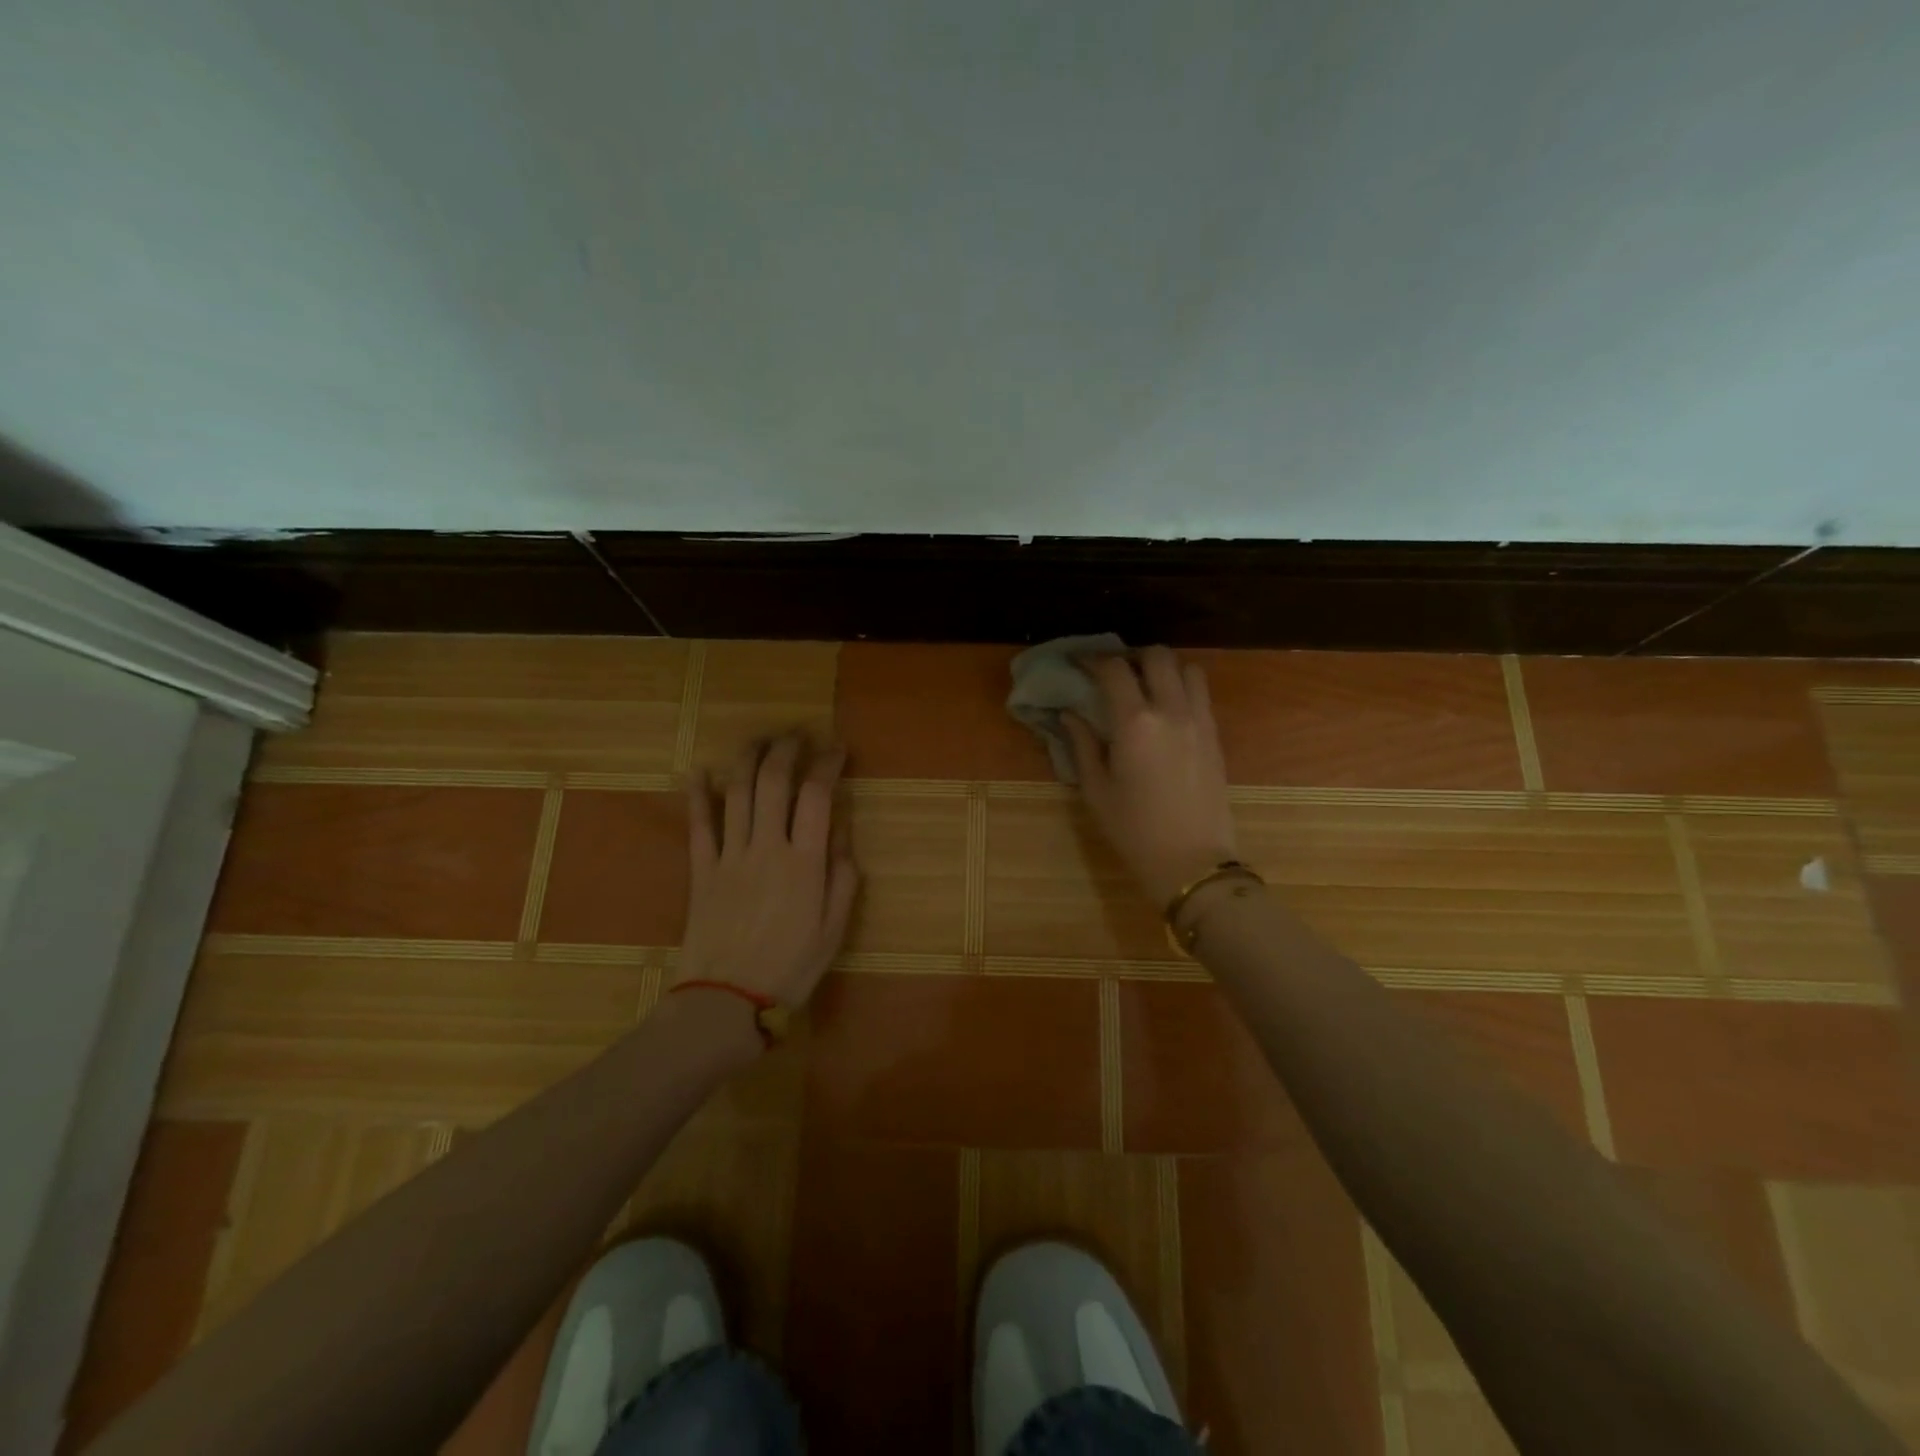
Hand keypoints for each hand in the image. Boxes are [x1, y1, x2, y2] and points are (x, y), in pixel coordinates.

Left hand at [678, 734, 859, 1006]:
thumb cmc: (790, 968)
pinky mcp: (701, 870)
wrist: (726, 1000)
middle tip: (798, 733)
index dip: (828, 764)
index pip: (817, 795)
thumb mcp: (834, 928)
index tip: (837, 748)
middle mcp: (766, 847)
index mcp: (804, 862)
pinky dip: (698, 795)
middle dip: (786, 749)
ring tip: (761, 739)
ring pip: (737, 793)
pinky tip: (699, 771)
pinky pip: (698, 825)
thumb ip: (842, 876)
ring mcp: (729, 856)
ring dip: (748, 758)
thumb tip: (841, 832)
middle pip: (774, 781)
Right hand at [1063, 647, 1238, 907]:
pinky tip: (1165, 710)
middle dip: (1131, 656)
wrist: (1191, 861)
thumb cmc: (1134, 829)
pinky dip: (1182, 688)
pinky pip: (1201, 694)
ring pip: (1188, 668)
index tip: (1077, 663)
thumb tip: (1069, 714)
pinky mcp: (1215, 735)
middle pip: (1157, 656)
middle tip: (1113, 672)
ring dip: (1164, 668)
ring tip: (1145, 686)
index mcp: (1135, 723)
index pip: (1113, 669)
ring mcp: (1200, 720)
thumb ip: (1082, 744)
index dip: (1092, 659)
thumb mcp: (1096, 789)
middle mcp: (1171, 710)